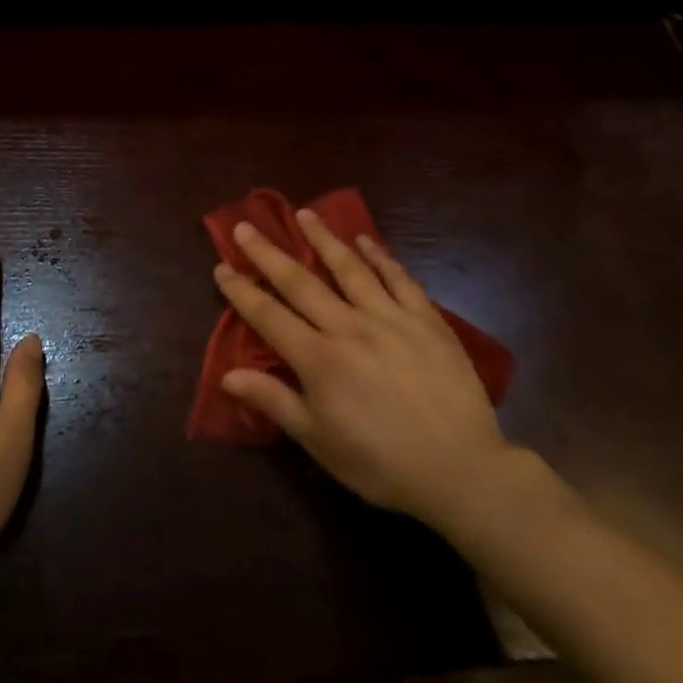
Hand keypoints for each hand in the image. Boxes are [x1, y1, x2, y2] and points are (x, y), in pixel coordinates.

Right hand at [215, 211, 514, 538]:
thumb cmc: (380, 463)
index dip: (241, 291)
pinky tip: (365, 240)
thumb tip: (227, 375)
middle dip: (268, 253)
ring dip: (323, 238)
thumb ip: (274, 401)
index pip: (268, 316)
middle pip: (300, 282)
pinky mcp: (426, 319)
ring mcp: (390, 318)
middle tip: (246, 226)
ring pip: (349, 268)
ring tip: (305, 213)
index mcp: (318, 359)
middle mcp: (348, 327)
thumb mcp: (319, 441)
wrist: (460, 468)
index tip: (221, 266)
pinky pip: (399, 278)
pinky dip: (380, 256)